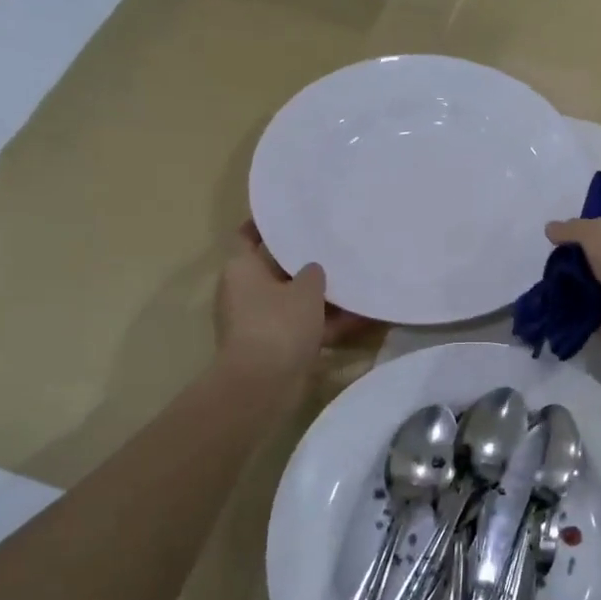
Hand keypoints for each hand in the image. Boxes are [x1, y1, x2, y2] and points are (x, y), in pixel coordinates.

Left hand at [216, 224, 366, 380]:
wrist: (263, 384)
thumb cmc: (279, 324)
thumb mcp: (305, 289)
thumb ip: (313, 273)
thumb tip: (312, 269)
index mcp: (241, 269)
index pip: (247, 236)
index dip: (267, 225)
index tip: (292, 216)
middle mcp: (244, 292)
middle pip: (276, 270)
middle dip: (304, 263)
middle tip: (334, 247)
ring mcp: (258, 321)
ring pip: (293, 301)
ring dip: (321, 297)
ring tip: (354, 283)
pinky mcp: (274, 346)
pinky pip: (302, 327)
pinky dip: (325, 323)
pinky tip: (359, 318)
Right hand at [544, 212, 600, 348]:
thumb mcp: (598, 232)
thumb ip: (572, 228)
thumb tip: (550, 228)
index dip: (592, 222)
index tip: (564, 232)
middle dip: (581, 255)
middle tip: (553, 259)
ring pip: (599, 279)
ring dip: (578, 282)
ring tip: (550, 281)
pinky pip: (595, 306)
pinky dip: (579, 306)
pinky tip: (559, 302)